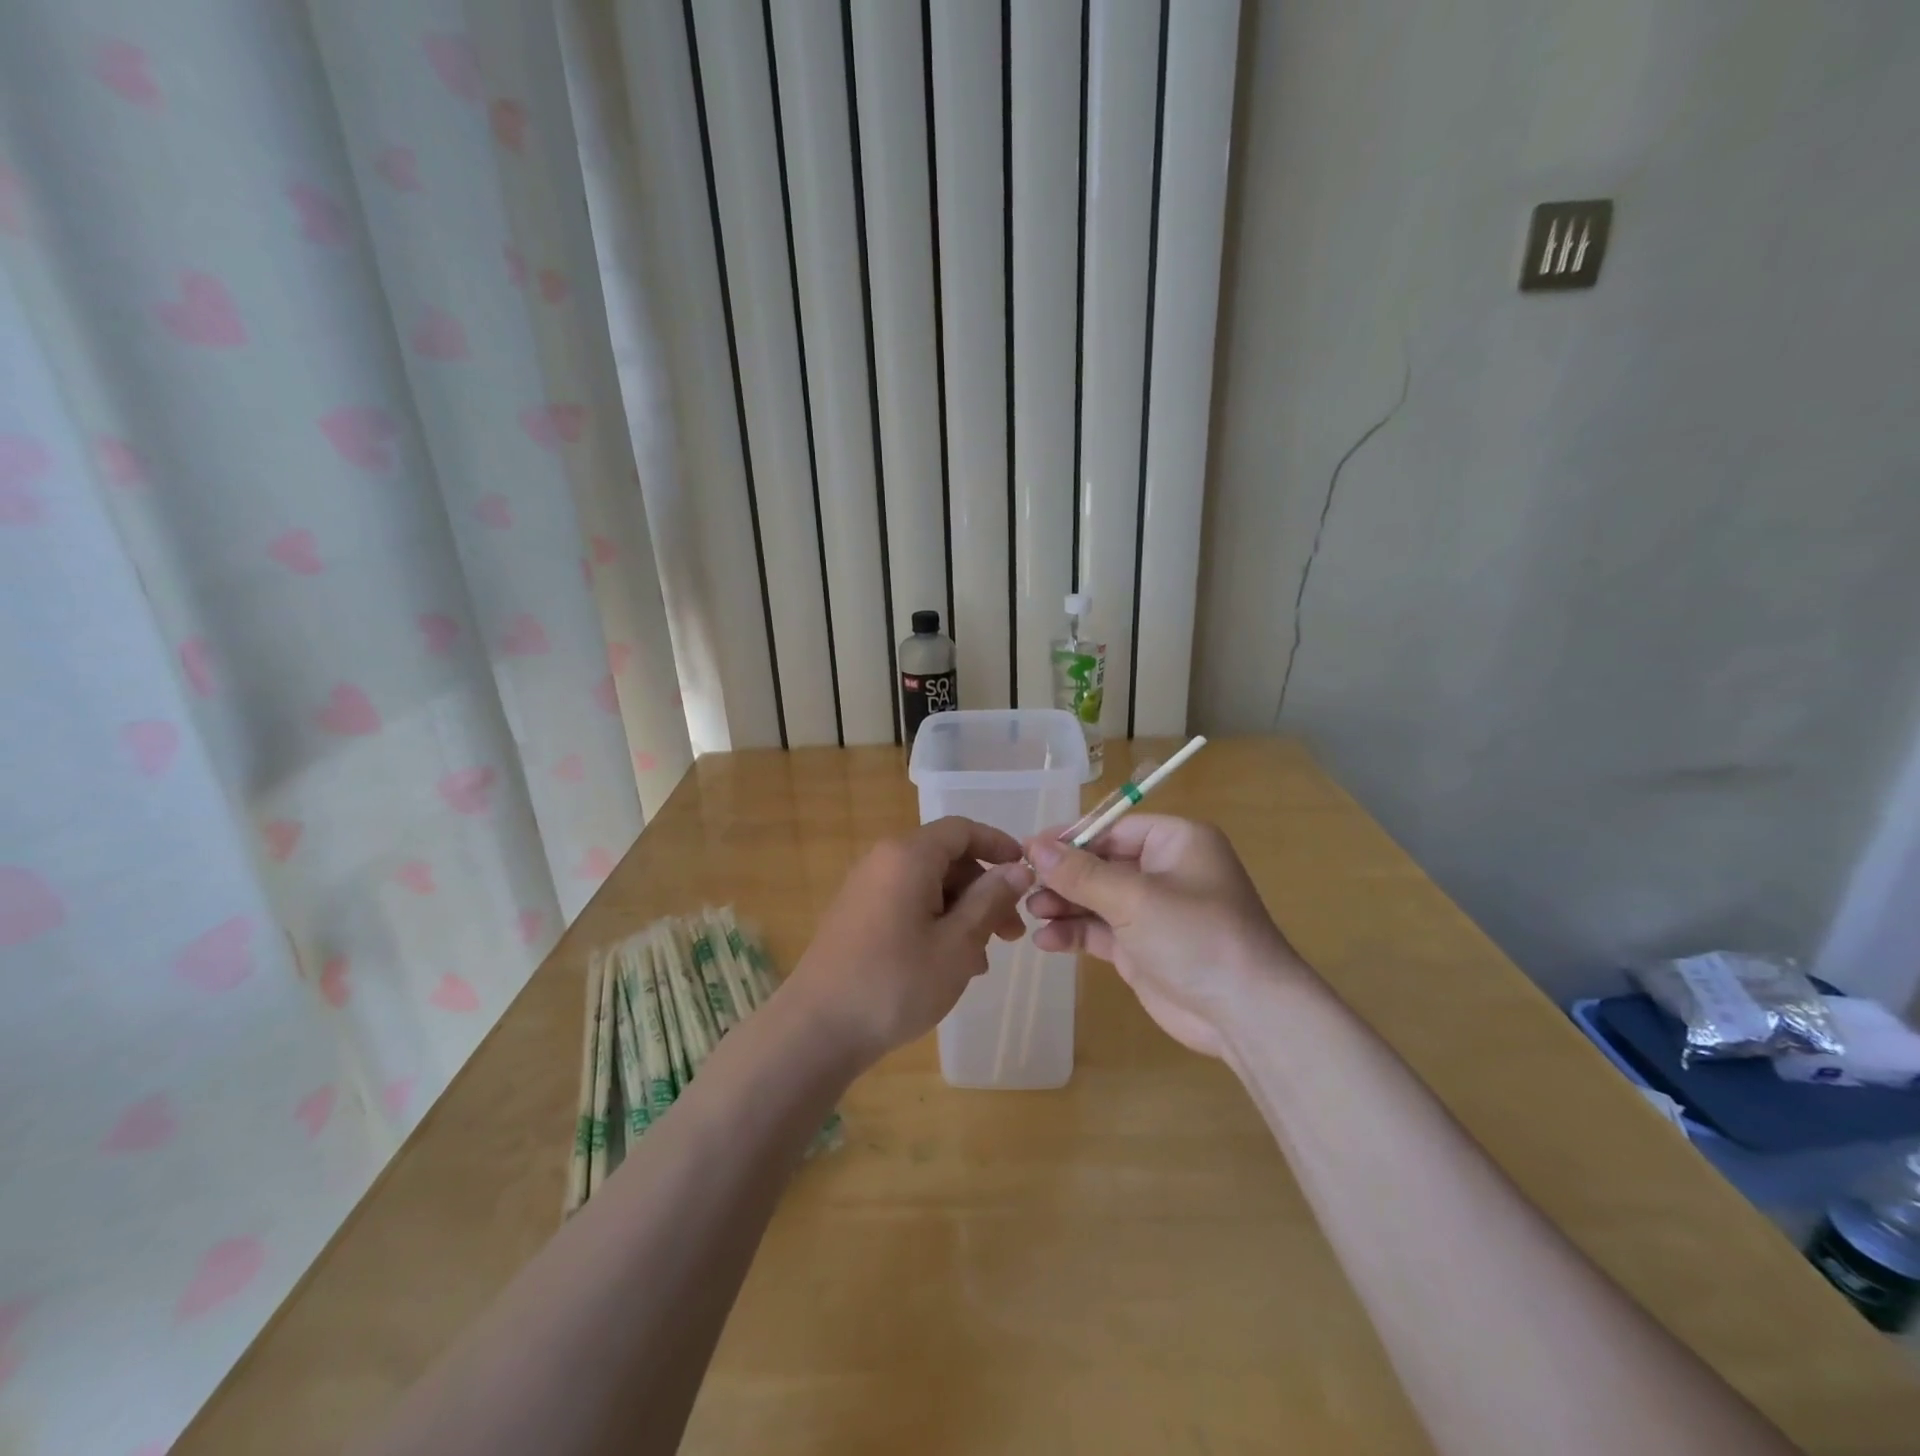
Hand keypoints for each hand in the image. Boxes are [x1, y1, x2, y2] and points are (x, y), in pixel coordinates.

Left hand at [785, 817, 1033, 1067]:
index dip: (998, 845)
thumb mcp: (957, 944)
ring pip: (927, 885)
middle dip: (983, 890)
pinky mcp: (856, 916)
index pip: (961, 830)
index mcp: (908, 856)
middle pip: (945, 859)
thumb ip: (990, 900)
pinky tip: (948, 965)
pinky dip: (934, 922)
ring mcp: (865, 889)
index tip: (1027, 873)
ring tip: (982, 959)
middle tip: (1011, 933)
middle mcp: (883, 861)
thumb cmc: (896, 983)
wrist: (817, 1030)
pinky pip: (906, 904)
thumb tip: (1018, 869)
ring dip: (962, 913)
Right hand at [1025, 816, 1305, 1057]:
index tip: (1028, 849)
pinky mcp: (1141, 948)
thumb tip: (1034, 846)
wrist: (1246, 1014)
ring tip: (1031, 913)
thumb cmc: (1195, 936)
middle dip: (1063, 876)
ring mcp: (1152, 912)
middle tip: (1023, 886)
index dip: (1070, 839)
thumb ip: (1081, 873)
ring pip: (1095, 898)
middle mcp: (1164, 871)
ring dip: (1063, 905)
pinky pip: (1099, 931)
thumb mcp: (1134, 898)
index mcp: (1175, 842)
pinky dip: (1074, 933)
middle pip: (1100, 863)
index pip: (1112, 828)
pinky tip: (1047, 941)